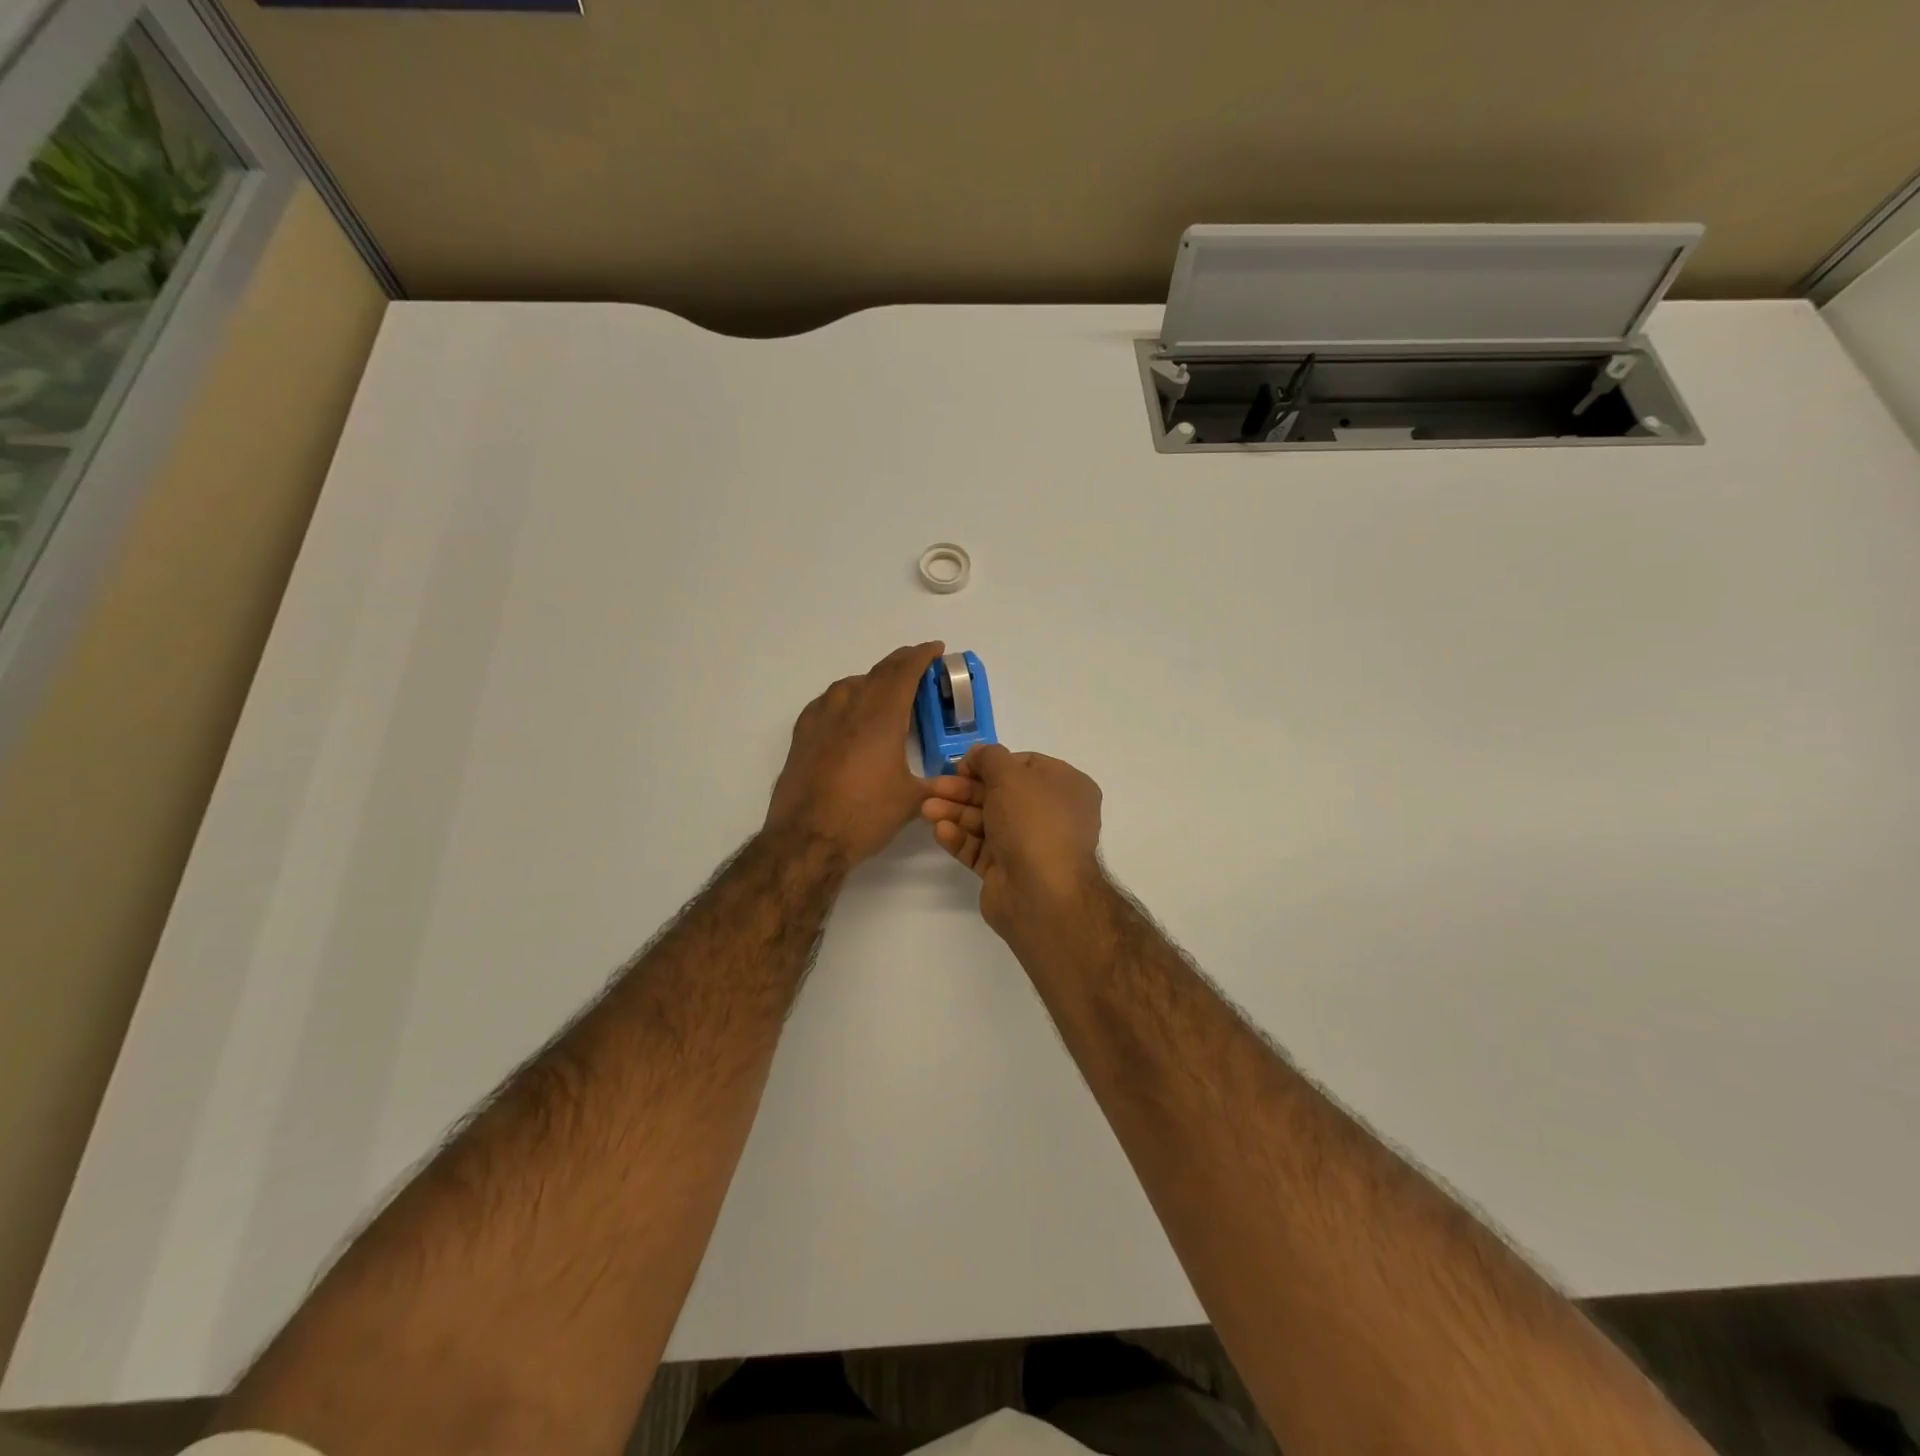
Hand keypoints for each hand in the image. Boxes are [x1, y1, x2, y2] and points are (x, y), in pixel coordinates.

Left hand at [765, 642, 943, 866]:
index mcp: (881, 717)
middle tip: (918, 665)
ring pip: (850, 684)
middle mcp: (850, 708)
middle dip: (901, 663)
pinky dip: (845, 697)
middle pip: (878, 672)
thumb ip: (935, 784)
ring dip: (872, 680)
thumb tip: (954, 782)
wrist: (807, 838)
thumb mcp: (910, 801)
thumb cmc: (864, 816)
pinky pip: (827, 702)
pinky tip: (848, 714)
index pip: (904, 672)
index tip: (935, 649)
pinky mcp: (802, 735)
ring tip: (886, 691)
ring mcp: (821, 719)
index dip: (921, 656)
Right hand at [921, 743, 1104, 938]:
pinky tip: (941, 832)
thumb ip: (989, 757)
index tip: (961, 766)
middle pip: (999, 794)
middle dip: (964, 790)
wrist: (1041, 893)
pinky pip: (981, 848)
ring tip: (926, 810)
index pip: (1024, 765)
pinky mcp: (1007, 871)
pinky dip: (961, 838)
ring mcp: (1029, 845)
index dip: (990, 763)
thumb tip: (978, 754)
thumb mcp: (1011, 776)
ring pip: (986, 821)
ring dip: (956, 812)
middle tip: (933, 787)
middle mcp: (1050, 814)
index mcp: (1065, 787)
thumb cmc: (1033, 822)